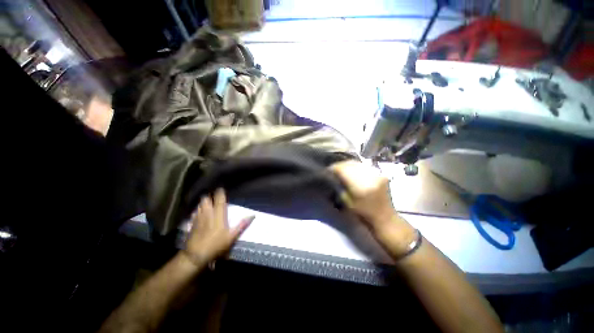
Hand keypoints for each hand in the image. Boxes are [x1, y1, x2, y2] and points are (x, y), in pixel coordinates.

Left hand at [184, 189, 253, 265]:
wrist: (195, 255)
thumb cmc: (216, 245)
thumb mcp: (231, 237)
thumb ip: (242, 225)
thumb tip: (253, 215)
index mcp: (219, 216)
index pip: (220, 201)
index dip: (220, 194)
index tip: (220, 188)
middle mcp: (208, 214)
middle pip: (206, 200)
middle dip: (209, 197)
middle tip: (213, 196)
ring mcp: (198, 218)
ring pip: (200, 205)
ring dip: (203, 202)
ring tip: (206, 202)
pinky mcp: (191, 224)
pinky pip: (194, 213)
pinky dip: (197, 210)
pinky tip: (198, 212)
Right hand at [330, 161, 396, 229]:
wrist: (385, 218)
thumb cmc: (364, 214)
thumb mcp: (347, 203)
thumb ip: (340, 188)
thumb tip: (333, 177)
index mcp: (360, 186)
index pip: (343, 170)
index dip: (334, 168)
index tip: (328, 170)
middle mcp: (369, 177)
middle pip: (350, 164)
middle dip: (340, 165)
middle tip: (333, 169)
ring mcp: (376, 174)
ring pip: (357, 163)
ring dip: (348, 165)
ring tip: (342, 169)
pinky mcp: (380, 174)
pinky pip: (364, 166)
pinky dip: (356, 167)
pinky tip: (352, 171)